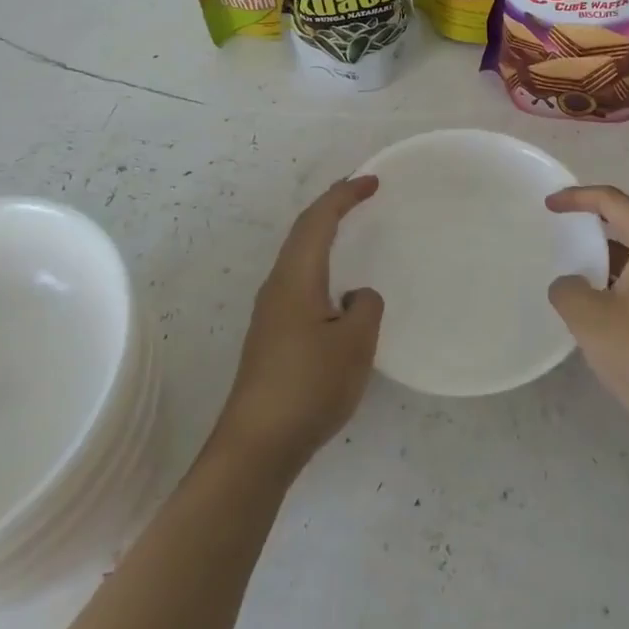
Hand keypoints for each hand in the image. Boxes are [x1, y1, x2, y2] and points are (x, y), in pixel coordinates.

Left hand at [211, 176, 383, 473]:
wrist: (257, 446)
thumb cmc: (308, 387)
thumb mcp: (354, 343)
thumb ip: (366, 307)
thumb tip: (354, 296)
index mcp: (296, 278)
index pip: (318, 221)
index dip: (344, 196)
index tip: (372, 181)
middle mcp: (278, 286)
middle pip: (303, 232)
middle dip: (331, 207)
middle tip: (360, 194)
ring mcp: (271, 313)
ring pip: (299, 257)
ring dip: (323, 235)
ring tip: (350, 229)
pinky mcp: (272, 336)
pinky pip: (300, 280)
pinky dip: (320, 263)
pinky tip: (335, 286)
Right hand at [546, 186, 628, 438]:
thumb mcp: (588, 316)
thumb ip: (567, 287)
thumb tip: (571, 284)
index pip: (613, 201)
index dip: (577, 198)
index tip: (548, 205)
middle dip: (593, 219)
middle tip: (560, 223)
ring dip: (607, 250)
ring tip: (574, 260)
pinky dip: (622, 272)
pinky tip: (599, 293)